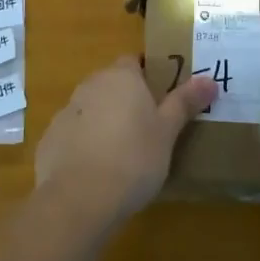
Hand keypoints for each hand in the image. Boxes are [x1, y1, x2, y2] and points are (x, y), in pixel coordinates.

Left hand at [36, 56, 216, 229]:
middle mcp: (90, 85)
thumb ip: (185, 103)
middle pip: (112, 84)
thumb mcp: (167, 132)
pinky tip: (95, 173)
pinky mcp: (49, 140)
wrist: (79, 200)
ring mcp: (66, 112)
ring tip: (122, 155)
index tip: (162, 98)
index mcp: (121, 77)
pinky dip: (83, 146)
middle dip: (126, 100)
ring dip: (104, 123)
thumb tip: (210, 80)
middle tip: (147, 129)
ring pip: (91, 110)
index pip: (134, 61)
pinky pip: (73, 135)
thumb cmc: (133, 158)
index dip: (148, 76)